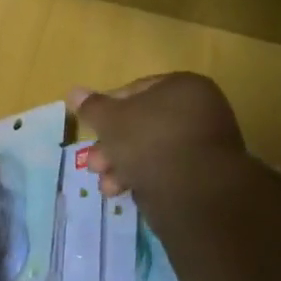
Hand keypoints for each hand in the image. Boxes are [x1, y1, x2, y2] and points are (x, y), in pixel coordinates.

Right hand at [69, 73, 247, 197]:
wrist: (194, 193)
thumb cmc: (149, 142)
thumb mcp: (110, 120)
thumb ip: (92, 106)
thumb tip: (74, 92)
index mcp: (182, 86)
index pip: (135, 90)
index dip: (107, 108)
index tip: (91, 128)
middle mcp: (201, 109)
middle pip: (142, 124)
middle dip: (112, 146)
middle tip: (94, 163)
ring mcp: (207, 144)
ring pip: (152, 150)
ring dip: (122, 166)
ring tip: (107, 185)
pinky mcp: (207, 175)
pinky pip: (168, 170)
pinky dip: (146, 178)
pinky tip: (126, 192)